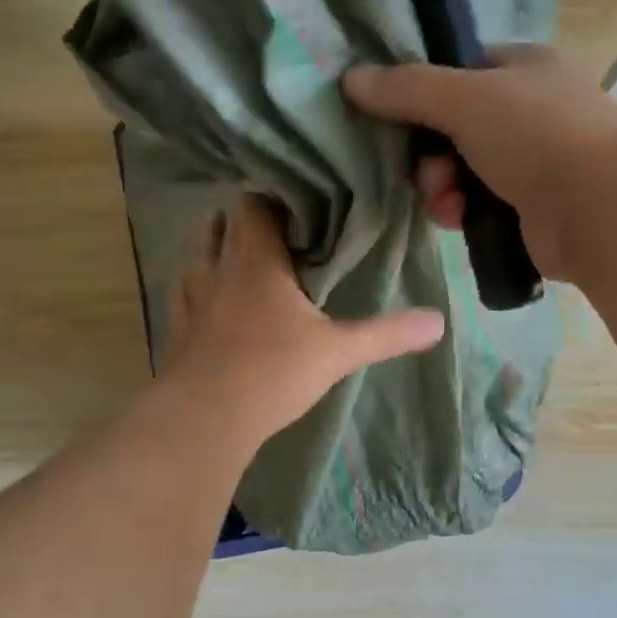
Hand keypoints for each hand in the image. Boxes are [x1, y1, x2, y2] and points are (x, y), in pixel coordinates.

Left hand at [160, 195, 445, 448]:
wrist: (205, 419)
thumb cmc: (273, 372)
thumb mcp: (338, 352)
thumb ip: (387, 333)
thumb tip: (439, 321)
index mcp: (256, 258)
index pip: (255, 202)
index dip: (276, 198)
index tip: (304, 207)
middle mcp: (217, 267)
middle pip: (224, 222)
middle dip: (250, 222)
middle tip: (284, 235)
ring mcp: (191, 297)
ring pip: (201, 255)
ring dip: (222, 252)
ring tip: (252, 265)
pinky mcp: (177, 328)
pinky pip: (187, 293)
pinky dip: (203, 289)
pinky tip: (219, 306)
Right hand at [344, 45, 616, 280]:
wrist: (599, 207)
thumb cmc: (536, 134)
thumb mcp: (465, 98)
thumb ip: (407, 88)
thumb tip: (351, 78)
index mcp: (525, 68)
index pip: (462, 70)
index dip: (426, 92)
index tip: (399, 117)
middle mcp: (531, 110)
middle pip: (454, 128)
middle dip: (430, 155)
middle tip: (427, 172)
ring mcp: (534, 162)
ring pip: (461, 172)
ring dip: (442, 188)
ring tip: (447, 202)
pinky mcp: (531, 208)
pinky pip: (478, 206)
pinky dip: (462, 212)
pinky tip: (460, 220)